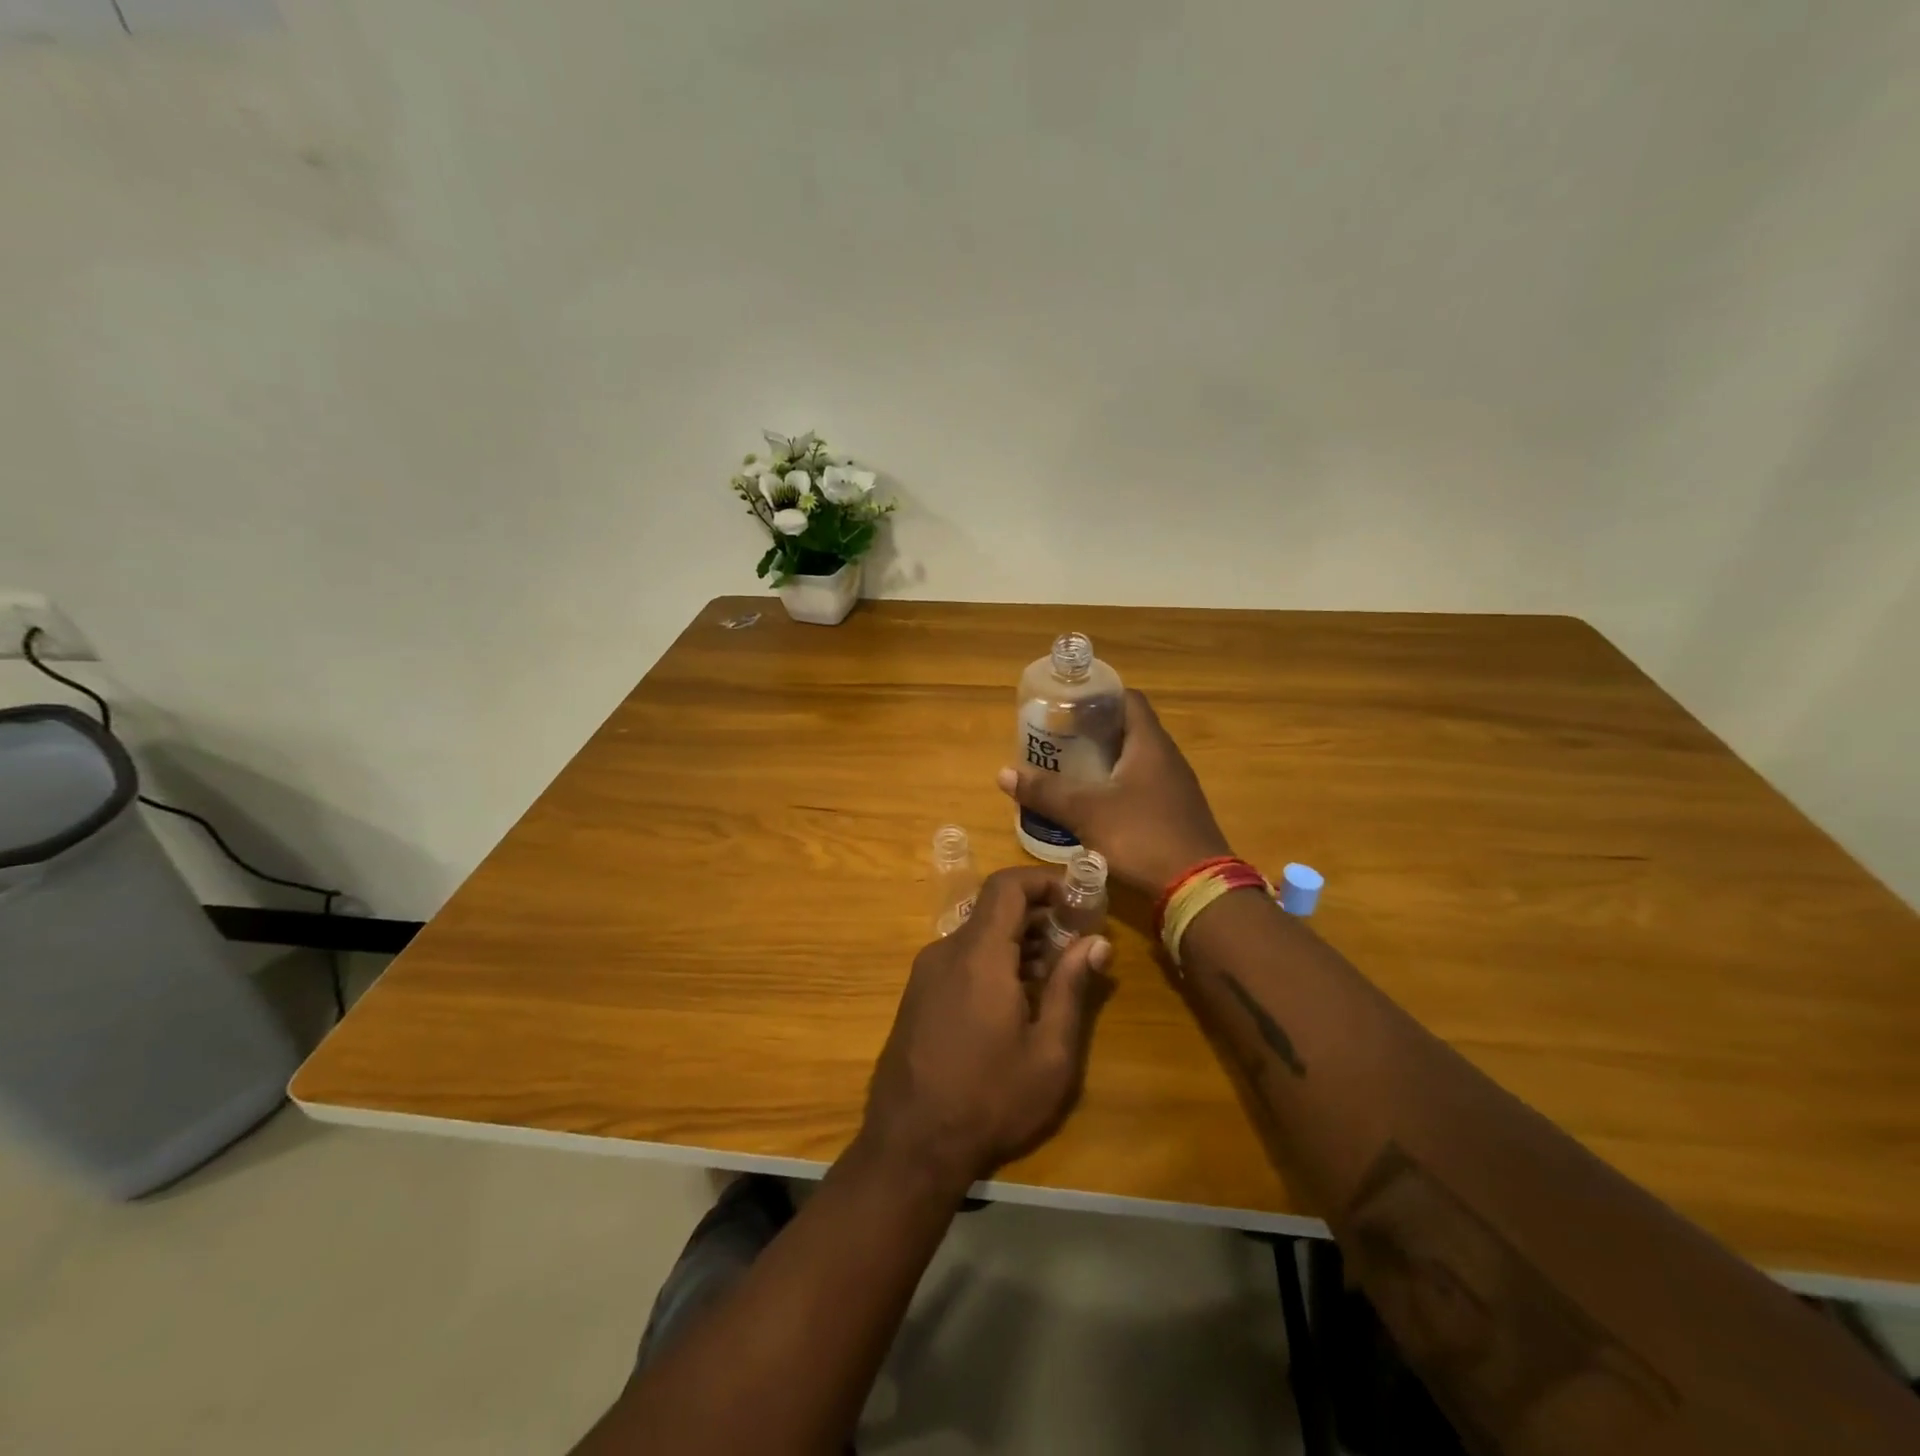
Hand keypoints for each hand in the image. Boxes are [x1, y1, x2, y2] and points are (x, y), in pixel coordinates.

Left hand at [862, 867, 1111, 1193]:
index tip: (1078, 899)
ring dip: (1019, 943)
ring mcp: (926, 973)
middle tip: (1077, 944)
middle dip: (1040, 916)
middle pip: (995, 910)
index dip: (1044, 880)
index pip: (1007, 886)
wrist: (910, 1146)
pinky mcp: (918, 995)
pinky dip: (994, 962)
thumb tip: (1096, 943)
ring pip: (979, 936)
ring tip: (1054, 978)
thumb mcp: (1049, 1053)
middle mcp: (947, 951)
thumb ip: (1072, 988)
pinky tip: (1017, 1002)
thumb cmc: (990, 1100)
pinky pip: (962, 959)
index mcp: (979, 955)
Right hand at [998, 689, 1230, 895]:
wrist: (1197, 887)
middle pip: (1128, 730)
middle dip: (1092, 732)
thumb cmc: (1142, 835)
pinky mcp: (1174, 813)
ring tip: (1068, 769)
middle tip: (1057, 739)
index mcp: (1150, 744)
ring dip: (1103, 761)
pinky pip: (1141, 787)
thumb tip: (1003, 773)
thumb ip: (1046, 792)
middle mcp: (1167, 758)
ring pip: (1134, 761)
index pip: (1127, 699)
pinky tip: (1093, 804)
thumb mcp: (1086, 812)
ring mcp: (1174, 787)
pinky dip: (1116, 787)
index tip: (1067, 705)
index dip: (1098, 697)